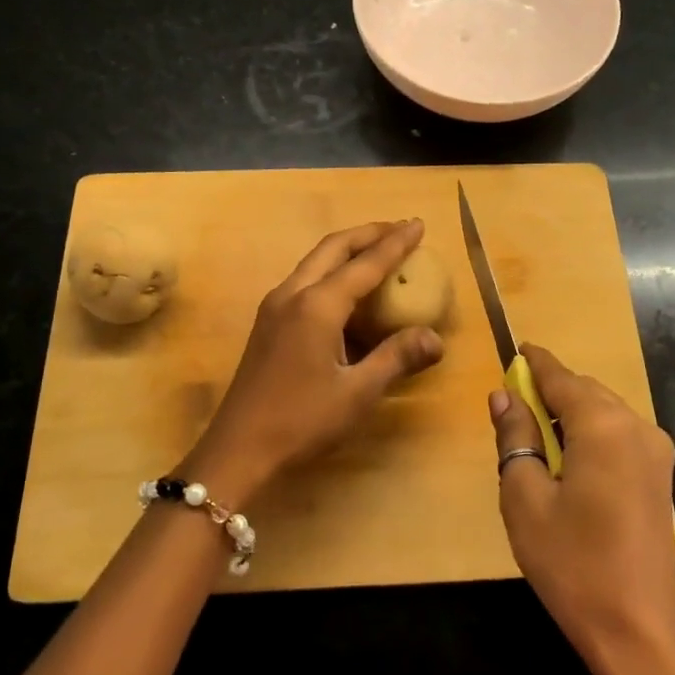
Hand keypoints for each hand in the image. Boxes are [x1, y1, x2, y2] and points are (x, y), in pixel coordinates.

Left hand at [189, 220, 444, 500]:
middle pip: (333, 248)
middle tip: (399, 228)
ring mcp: (274, 307)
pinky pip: (305, 282)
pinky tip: (346, 292)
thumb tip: (436, 338)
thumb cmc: (301, 421)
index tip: (418, 224)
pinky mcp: (267, 324)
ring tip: (377, 251)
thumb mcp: (358, 393)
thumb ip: (396, 358)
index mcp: (317, 306)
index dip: (395, 243)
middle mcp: (292, 294)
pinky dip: (331, 272)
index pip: (365, 263)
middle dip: (367, 234)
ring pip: (315, 262)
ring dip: (347, 250)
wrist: (238, 451)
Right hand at [490, 344, 674, 674]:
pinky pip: (620, 436)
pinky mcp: (660, 478)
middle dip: (552, 391)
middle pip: (586, 392)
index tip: (516, 348)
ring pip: (605, 413)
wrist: (638, 630)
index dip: (536, 363)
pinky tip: (570, 461)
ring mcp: (656, 453)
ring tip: (538, 436)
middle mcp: (637, 428)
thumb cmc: (572, 563)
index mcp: (604, 426)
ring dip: (572, 414)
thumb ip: (515, 437)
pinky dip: (591, 434)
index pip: (562, 378)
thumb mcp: (524, 498)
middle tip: (516, 404)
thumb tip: (504, 396)